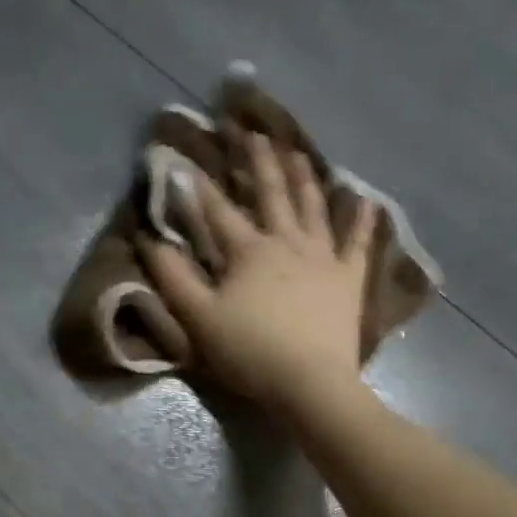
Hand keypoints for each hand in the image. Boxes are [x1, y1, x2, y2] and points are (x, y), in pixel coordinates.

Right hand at [139, 134, 371, 411]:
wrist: (310, 384)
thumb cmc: (251, 353)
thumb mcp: (199, 319)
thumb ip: (174, 278)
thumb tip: (150, 240)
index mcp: (248, 251)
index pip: (218, 211)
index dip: (198, 187)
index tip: (184, 161)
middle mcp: (287, 243)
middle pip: (272, 194)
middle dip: (259, 163)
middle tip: (253, 132)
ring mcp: (323, 258)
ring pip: (313, 207)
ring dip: (304, 177)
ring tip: (298, 152)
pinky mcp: (349, 280)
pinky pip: (358, 243)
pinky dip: (362, 221)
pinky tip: (366, 199)